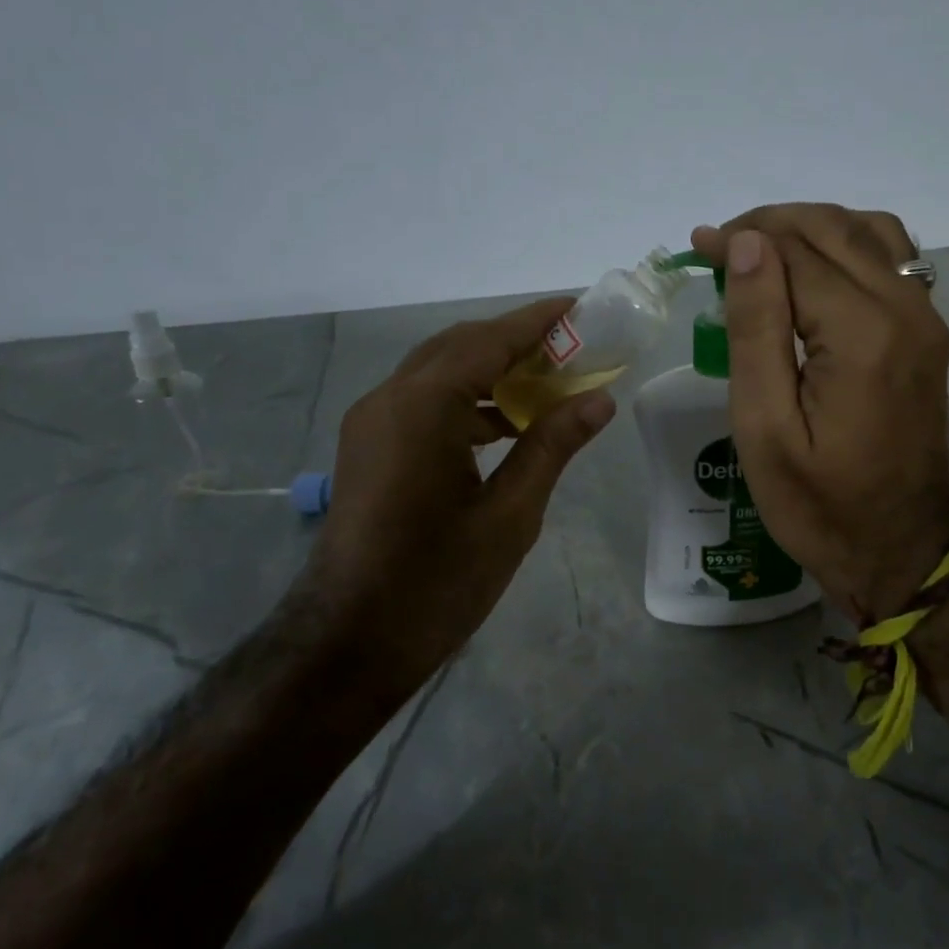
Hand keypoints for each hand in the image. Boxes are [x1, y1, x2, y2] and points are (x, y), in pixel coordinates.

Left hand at [304, 298, 615, 683]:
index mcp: (422, 408)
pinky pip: (423, 402)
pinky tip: (506, 423)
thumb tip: (599, 401)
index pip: (488, 342)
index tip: (580, 306)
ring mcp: (372, 423)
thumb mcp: (510, 515)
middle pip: (459, 347)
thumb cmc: (437, 582)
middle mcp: (389, 400)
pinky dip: (467, 399)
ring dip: (491, 370)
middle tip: (572, 345)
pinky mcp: (370, 447)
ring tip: (548, 381)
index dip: (537, 321)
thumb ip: (552, 447)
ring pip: (439, 373)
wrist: (350, 642)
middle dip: (515, 341)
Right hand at [692, 205, 948, 623]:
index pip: (795, 252)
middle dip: (772, 224)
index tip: (698, 247)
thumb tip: (748, 244)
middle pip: (834, 229)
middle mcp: (905, 310)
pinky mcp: (928, 334)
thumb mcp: (765, 427)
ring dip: (812, 228)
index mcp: (862, 333)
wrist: (902, 549)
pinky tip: (815, 272)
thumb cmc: (820, 503)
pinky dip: (847, 246)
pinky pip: (893, 260)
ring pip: (870, 233)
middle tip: (721, 246)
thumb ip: (756, 329)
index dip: (742, 239)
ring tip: (764, 253)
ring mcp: (926, 320)